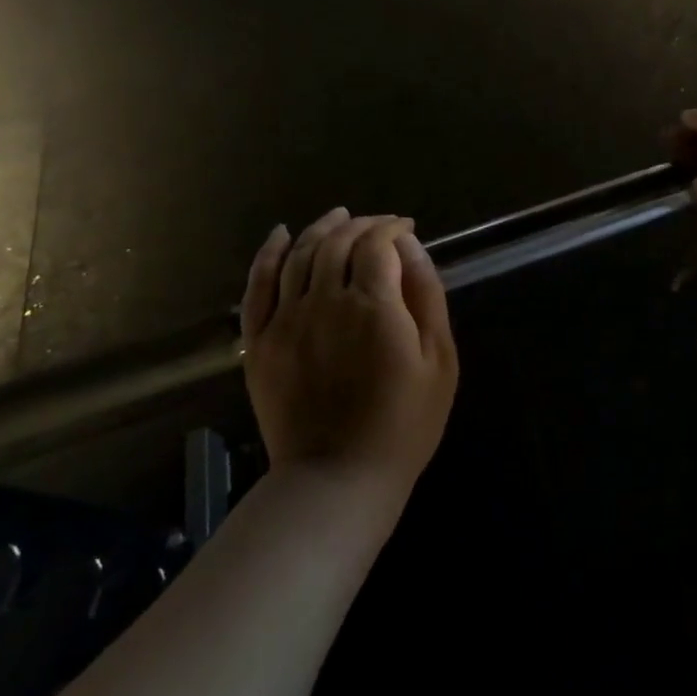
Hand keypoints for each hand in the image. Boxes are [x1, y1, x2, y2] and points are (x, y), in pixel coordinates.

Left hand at [241, 209, 458, 492]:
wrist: (339, 478)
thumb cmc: (404, 423)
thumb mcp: (439, 360)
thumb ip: (426, 295)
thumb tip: (409, 246)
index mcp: (373, 305)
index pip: (377, 242)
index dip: (391, 227)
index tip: (405, 228)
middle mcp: (325, 300)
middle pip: (337, 241)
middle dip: (361, 223)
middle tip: (378, 225)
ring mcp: (286, 319)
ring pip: (300, 254)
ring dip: (321, 228)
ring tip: (339, 217)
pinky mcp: (259, 342)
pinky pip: (257, 285)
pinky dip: (268, 254)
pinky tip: (281, 235)